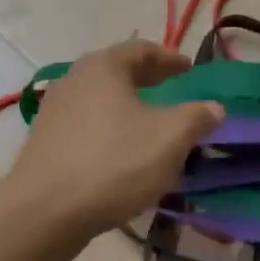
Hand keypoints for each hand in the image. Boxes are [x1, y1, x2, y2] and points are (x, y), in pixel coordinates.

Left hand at [8, 39, 222, 237]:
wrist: (45, 211)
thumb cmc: (114, 163)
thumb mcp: (169, 138)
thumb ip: (196, 118)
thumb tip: (214, 108)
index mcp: (103, 67)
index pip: (142, 49)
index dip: (169, 58)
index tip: (189, 69)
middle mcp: (74, 80)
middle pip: (117, 72)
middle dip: (147, 80)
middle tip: (172, 89)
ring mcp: (54, 112)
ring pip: (101, 100)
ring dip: (128, 107)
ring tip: (150, 124)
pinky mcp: (46, 143)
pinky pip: (87, 126)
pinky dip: (110, 130)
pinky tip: (123, 153)